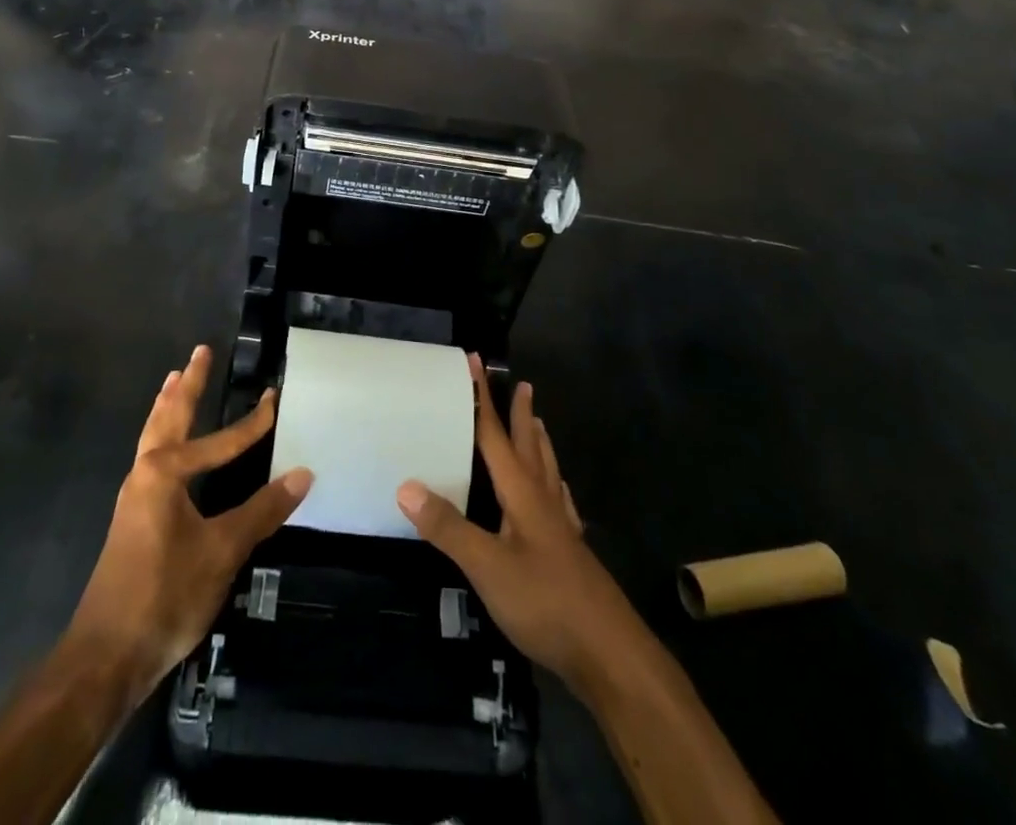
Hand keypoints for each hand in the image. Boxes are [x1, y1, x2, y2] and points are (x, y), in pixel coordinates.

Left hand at [66, 345, 311, 702]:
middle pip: (169, 418)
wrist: (104, 659)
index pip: (220, 440)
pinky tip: (169, 449)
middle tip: (199, 353)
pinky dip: (162, 437)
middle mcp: (144, 474)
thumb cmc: (164, 595)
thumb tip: (303, 473)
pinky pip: (150, 459)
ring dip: (168, 407)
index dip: (252, 423)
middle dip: (188, 385)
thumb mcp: (222, 552)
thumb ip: (262, 511)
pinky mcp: (132, 521)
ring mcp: (133, 498)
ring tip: (175, 380)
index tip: (275, 399)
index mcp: (164, 473)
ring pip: (153, 437)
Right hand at [398, 355, 648, 692]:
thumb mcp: (488, 566)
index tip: (475, 362)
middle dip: (520, 414)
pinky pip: (559, 502)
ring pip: (548, 472)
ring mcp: (561, 528)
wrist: (609, 654)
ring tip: (538, 423)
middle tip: (521, 384)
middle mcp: (544, 501)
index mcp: (523, 494)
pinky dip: (555, 484)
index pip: (497, 436)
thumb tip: (406, 485)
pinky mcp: (571, 554)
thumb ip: (449, 528)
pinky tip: (559, 492)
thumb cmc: (546, 602)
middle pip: (529, 446)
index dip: (483, 399)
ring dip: (539, 443)